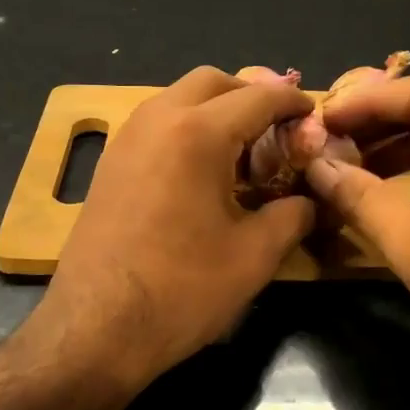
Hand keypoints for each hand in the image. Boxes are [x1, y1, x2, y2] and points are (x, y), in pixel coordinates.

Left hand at [45, 66, 315, 376]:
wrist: (95, 328)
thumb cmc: (182, 289)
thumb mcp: (254, 255)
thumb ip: (293, 214)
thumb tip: (310, 199)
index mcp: (198, 132)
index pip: (258, 97)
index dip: (293, 103)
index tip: (314, 116)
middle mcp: (158, 118)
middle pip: (212, 81)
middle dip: (250, 95)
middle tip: (277, 132)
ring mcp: (127, 137)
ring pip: (180, 97)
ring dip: (216, 110)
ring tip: (242, 154)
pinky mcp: (110, 161)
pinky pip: (157, 122)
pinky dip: (187, 127)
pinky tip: (202, 173)